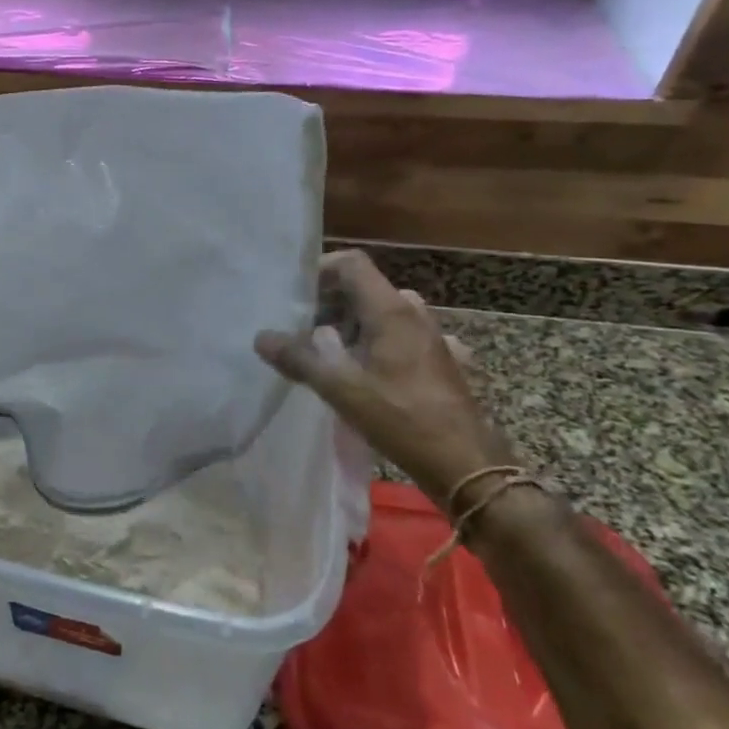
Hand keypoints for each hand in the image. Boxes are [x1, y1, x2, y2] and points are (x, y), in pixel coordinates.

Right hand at [256, 249, 505, 506]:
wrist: (467, 465)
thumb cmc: (401, 418)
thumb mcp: (340, 389)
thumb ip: (298, 358)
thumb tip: (261, 337)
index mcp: (391, 310)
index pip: (352, 264)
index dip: (320, 271)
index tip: (295, 296)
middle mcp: (414, 314)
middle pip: (365, 289)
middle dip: (331, 303)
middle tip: (303, 328)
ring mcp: (433, 337)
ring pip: (384, 315)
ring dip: (354, 325)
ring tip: (329, 353)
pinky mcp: (442, 362)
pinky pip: (402, 339)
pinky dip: (378, 345)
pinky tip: (368, 374)